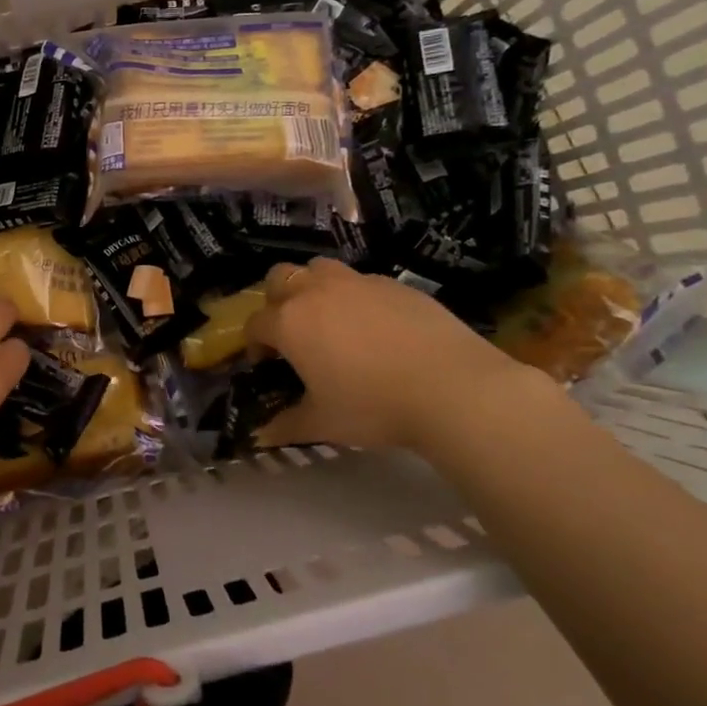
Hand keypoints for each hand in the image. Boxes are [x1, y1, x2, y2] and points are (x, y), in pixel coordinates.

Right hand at [244, 258, 553, 455]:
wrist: (451, 387)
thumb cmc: (374, 406)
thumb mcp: (324, 423)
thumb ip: (287, 425)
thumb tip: (262, 436)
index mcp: (290, 323)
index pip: (255, 323)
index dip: (254, 343)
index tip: (265, 365)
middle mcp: (316, 292)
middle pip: (280, 278)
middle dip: (277, 300)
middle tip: (292, 332)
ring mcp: (357, 282)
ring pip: (320, 269)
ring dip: (313, 287)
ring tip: (330, 319)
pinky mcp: (394, 284)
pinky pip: (362, 281)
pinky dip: (356, 297)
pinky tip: (376, 328)